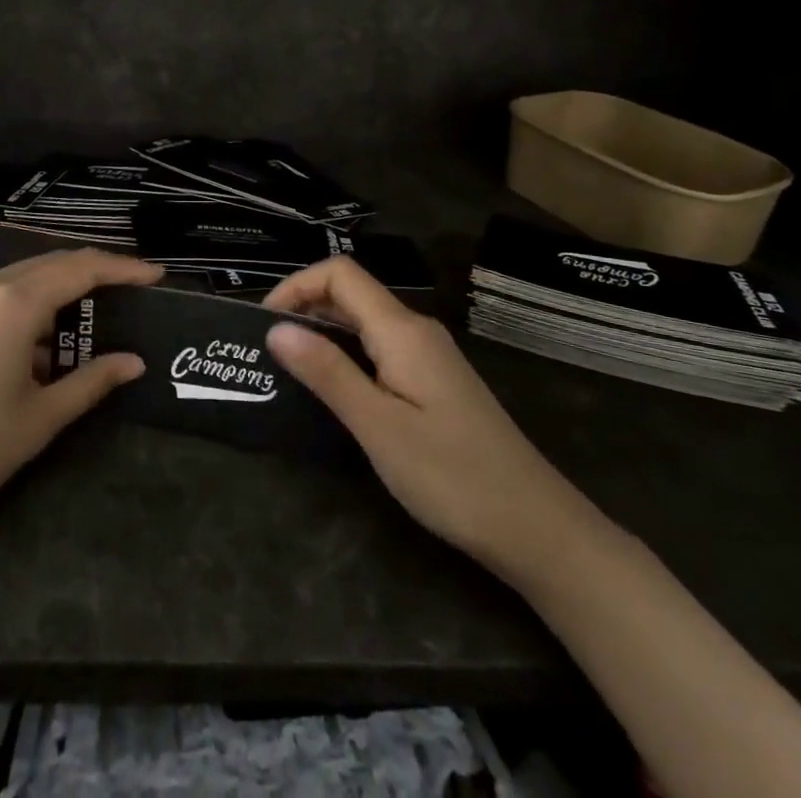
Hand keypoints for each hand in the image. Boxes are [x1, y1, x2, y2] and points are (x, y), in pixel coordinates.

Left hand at [0, 249, 162, 540]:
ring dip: (63, 290)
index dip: (123, 268)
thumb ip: (91, 381)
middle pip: (53, 263)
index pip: (81, 268)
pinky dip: (34, 304)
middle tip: (134, 290)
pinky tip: (46, 341)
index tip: (157, 275)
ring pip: (27, 276)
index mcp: (13, 302)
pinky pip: (3, 293)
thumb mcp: (39, 419)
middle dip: (96, 273)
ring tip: (96, 318)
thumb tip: (134, 362)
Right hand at [264, 257, 575, 567]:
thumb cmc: (452, 476)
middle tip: (267, 351)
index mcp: (402, 330)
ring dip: (323, 333)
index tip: (265, 324)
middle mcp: (416, 330)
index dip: (297, 285)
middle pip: (351, 293)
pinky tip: (335, 391)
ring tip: (290, 370)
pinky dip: (347, 355)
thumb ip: (327, 372)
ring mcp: (428, 356)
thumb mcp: (378, 425)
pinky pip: (380, 349)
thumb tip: (276, 328)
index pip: (341, 273)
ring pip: (365, 323)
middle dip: (304, 308)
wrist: (535, 527)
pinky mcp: (434, 382)